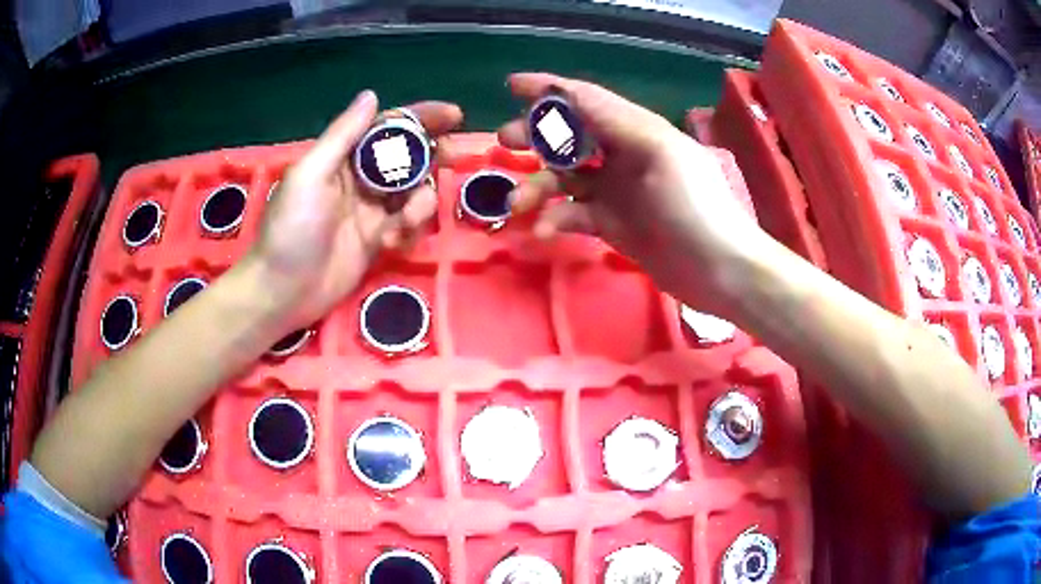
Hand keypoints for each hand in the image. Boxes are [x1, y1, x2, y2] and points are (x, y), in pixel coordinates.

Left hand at [251, 91, 462, 326]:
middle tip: (455, 156)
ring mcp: (371, 212)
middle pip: (407, 157)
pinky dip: (409, 231)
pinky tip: (392, 244)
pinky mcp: (378, 241)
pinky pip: (408, 226)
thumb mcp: (311, 175)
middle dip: (433, 154)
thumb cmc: (291, 229)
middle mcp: (361, 180)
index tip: (453, 115)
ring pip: (413, 193)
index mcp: (343, 158)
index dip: (420, 118)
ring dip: (420, 202)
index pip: (387, 129)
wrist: (282, 292)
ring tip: (405, 222)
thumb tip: (372, 95)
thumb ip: (343, 135)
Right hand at [498, 73, 766, 314]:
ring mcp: (615, 191)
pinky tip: (545, 231)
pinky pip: (573, 214)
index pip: (586, 100)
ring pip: (564, 178)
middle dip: (535, 135)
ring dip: (537, 185)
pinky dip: (555, 219)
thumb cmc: (694, 205)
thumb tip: (566, 94)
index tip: (511, 86)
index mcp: (636, 129)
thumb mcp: (659, 151)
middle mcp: (622, 155)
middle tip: (505, 142)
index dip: (549, 90)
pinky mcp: (612, 224)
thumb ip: (613, 120)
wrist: (719, 269)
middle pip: (569, 136)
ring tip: (516, 204)